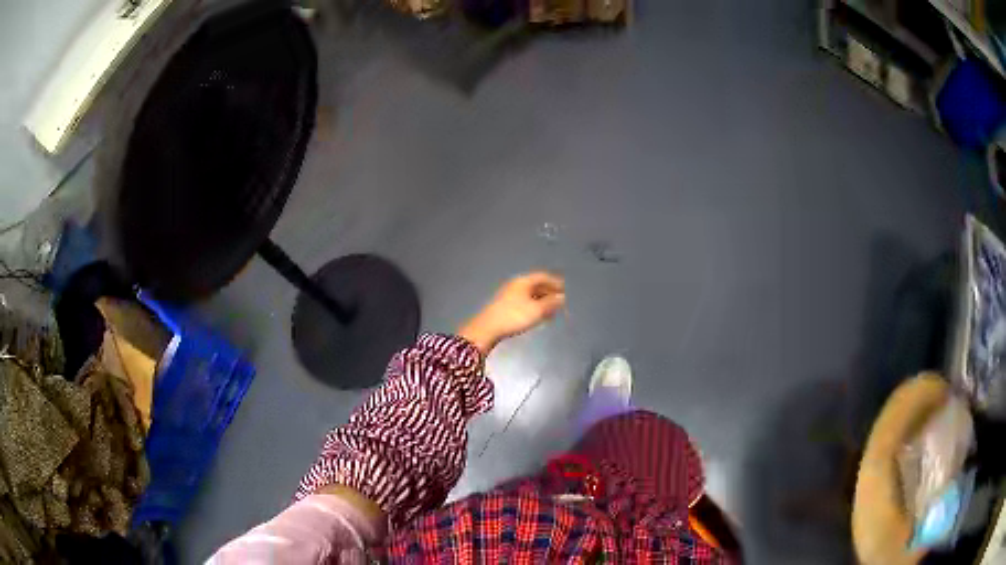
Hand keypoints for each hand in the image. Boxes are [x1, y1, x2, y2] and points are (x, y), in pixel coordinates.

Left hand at [459, 272, 565, 353]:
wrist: (487, 328)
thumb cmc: (514, 316)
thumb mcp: (537, 310)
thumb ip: (551, 303)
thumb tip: (561, 297)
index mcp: (523, 281)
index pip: (542, 276)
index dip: (555, 282)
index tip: (564, 289)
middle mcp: (516, 285)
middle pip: (536, 285)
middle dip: (549, 292)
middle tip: (559, 301)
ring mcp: (509, 295)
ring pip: (530, 294)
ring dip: (542, 301)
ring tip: (551, 311)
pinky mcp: (504, 306)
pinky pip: (524, 302)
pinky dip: (534, 306)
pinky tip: (538, 316)